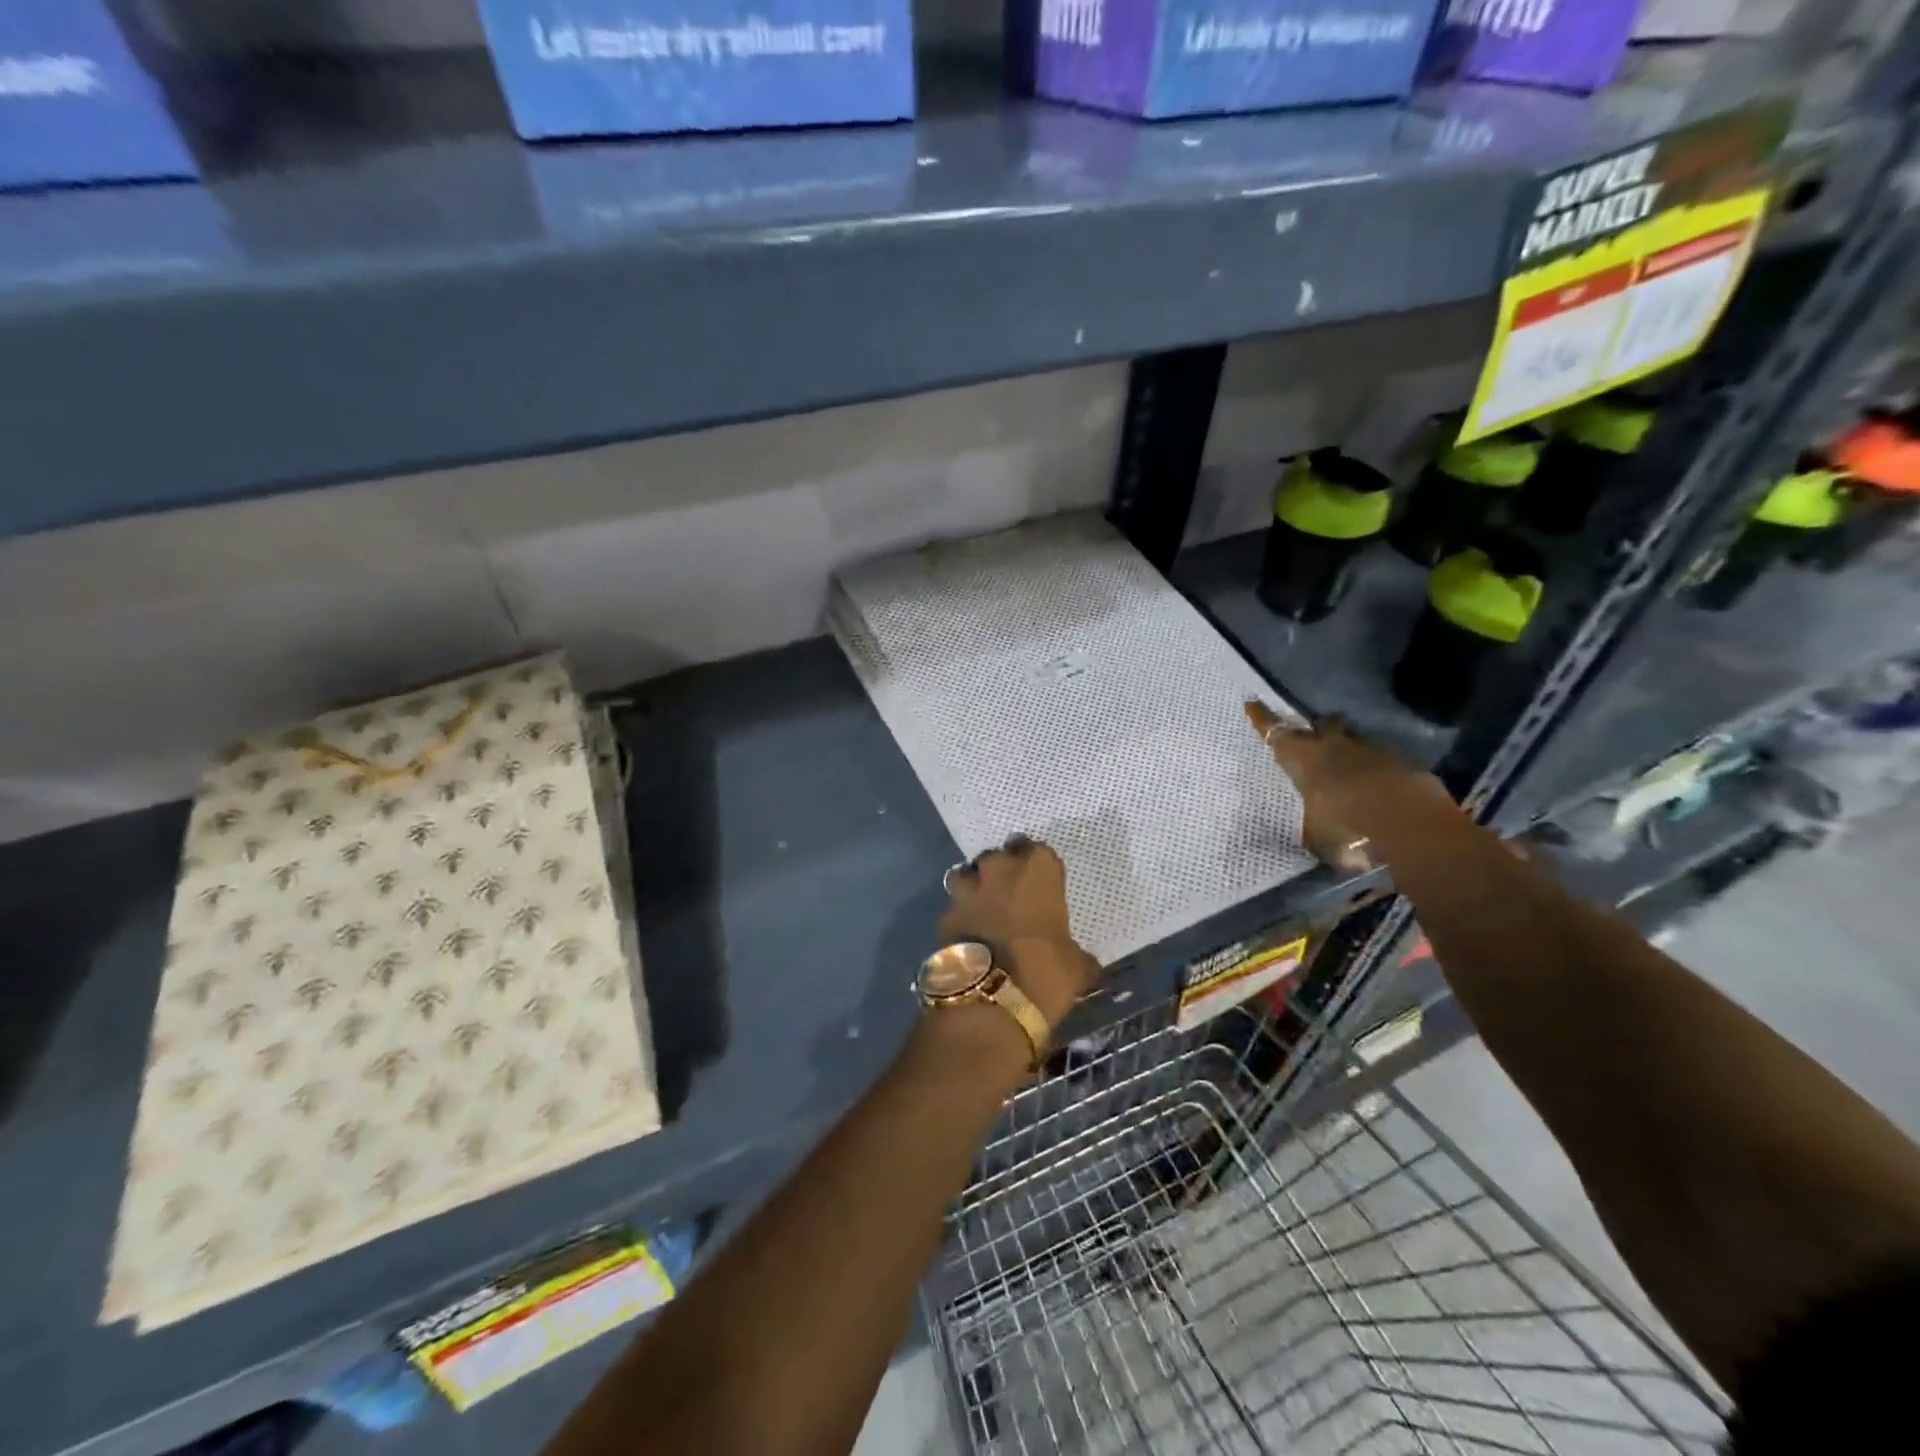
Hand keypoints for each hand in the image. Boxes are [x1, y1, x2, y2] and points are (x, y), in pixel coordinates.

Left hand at [937, 836, 1100, 1028]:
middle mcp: (1000, 868)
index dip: (1037, 867)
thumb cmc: (1046, 972)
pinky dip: (960, 917)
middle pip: (998, 857)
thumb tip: (1081, 961)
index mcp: (1038, 868)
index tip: (1040, 883)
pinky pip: (954, 907)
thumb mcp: (1077, 966)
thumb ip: (1076, 953)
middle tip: (1010, 894)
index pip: (1038, 851)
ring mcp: (967, 889)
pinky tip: (968, 935)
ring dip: (974, 886)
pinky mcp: (944, 914)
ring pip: (967, 873)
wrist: (991, 1000)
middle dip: (1002, 871)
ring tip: (983, 908)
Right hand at [1245, 702, 1459, 868]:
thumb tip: (1311, 826)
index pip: (1276, 734)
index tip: (1251, 703)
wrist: (1413, 830)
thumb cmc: (1348, 830)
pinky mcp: (1405, 764)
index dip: (1262, 719)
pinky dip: (1378, 770)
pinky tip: (1379, 787)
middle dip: (1320, 727)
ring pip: (1357, 741)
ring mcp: (1374, 752)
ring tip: (1350, 766)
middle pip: (1325, 725)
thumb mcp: (1316, 835)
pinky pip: (1384, 761)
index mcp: (1305, 759)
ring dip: (1351, 750)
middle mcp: (1337, 747)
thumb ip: (1311, 822)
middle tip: (1317, 733)